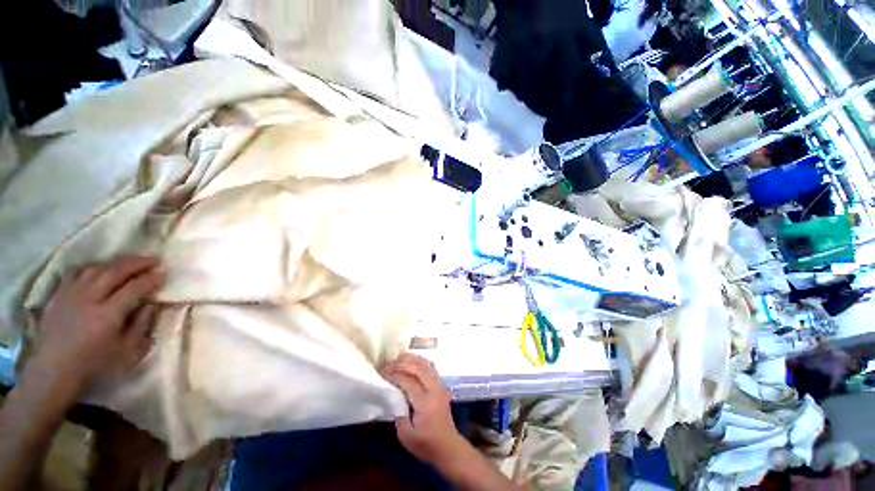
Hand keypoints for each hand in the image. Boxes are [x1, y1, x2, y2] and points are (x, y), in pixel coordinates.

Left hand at [30, 256, 164, 395]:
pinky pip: (77, 273)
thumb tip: (152, 305)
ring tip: (131, 262)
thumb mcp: (126, 353)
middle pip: (115, 272)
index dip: (151, 279)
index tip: (165, 273)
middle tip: (154, 259)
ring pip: (96, 268)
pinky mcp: (59, 295)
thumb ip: (141, 326)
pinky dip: (92, 267)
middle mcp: (89, 299)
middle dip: (137, 263)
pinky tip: (101, 268)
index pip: (134, 288)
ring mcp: (71, 295)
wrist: (53, 373)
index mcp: (108, 315)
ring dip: (117, 262)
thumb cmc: (94, 366)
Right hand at [381, 354, 464, 465]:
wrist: (448, 446)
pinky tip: (411, 361)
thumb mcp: (407, 437)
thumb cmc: (426, 444)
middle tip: (387, 364)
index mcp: (425, 402)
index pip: (409, 382)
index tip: (382, 373)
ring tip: (397, 358)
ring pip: (425, 364)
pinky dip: (420, 361)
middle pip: (418, 368)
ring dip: (411, 359)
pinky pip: (430, 366)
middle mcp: (434, 389)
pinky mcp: (441, 385)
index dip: (395, 375)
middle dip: (401, 363)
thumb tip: (394, 399)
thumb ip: (399, 416)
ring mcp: (439, 385)